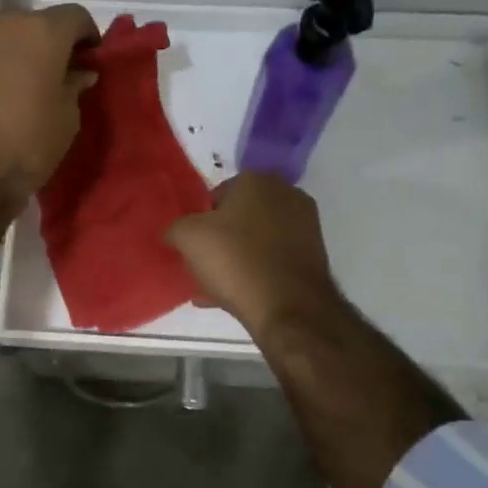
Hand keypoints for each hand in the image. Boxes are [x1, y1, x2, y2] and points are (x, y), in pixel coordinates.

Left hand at [0, 5, 100, 202]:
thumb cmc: (25, 146)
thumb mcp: (66, 120)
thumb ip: (74, 86)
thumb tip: (79, 72)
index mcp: (40, 31)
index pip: (75, 17)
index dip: (88, 38)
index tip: (90, 61)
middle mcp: (0, 22)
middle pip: (33, 24)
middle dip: (47, 46)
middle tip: (55, 77)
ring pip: (0, 39)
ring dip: (14, 55)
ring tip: (19, 89)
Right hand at [166, 173, 343, 335]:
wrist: (288, 307)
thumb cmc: (235, 260)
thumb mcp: (187, 238)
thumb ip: (175, 227)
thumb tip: (174, 232)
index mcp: (256, 180)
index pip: (216, 195)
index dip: (200, 220)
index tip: (191, 245)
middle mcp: (286, 194)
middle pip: (238, 217)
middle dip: (219, 239)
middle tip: (202, 264)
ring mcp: (305, 225)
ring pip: (256, 240)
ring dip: (235, 258)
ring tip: (215, 286)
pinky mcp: (313, 255)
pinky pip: (272, 259)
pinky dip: (254, 271)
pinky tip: (234, 296)